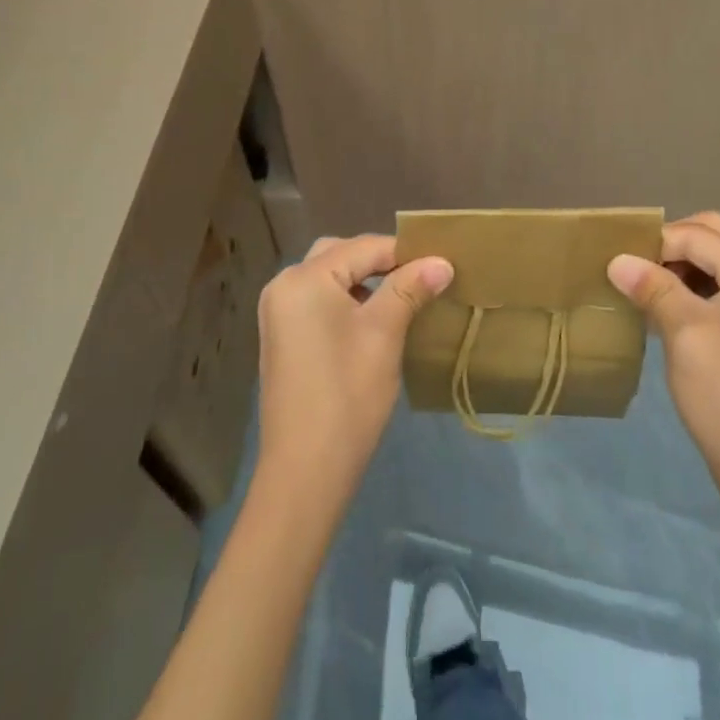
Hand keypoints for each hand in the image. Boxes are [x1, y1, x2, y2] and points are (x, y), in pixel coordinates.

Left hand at [255, 234, 452, 504]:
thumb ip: (410, 288)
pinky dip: (346, 301)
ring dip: (364, 281)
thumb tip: (441, 262)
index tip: (440, 264)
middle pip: (341, 254)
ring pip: (329, 278)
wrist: (305, 472)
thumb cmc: (348, 393)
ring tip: (402, 297)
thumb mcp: (384, 333)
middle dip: (381, 262)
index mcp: (305, 278)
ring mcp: (278, 313)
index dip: (405, 253)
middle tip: (419, 278)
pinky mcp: (281, 337)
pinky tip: (372, 321)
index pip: (364, 247)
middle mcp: (284, 285)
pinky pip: (318, 301)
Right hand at [607, 212, 719, 515]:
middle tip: (634, 270)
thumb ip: (652, 286)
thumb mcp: (683, 331)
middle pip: (712, 237)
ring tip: (644, 291)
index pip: (697, 235)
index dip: (654, 244)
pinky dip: (694, 289)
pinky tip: (665, 310)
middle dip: (670, 247)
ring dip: (680, 268)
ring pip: (717, 261)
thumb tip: (616, 259)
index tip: (617, 262)